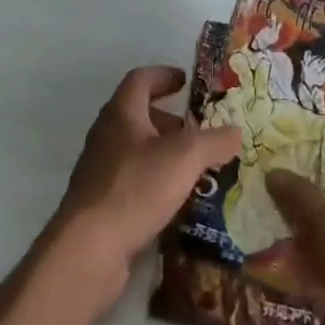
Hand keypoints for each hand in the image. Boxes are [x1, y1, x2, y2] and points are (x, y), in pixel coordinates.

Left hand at [47, 65, 239, 308]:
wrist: (89, 249)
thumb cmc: (136, 188)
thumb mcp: (185, 158)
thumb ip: (214, 141)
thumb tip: (235, 132)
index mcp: (121, 113)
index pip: (141, 79)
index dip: (164, 75)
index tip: (186, 81)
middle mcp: (106, 134)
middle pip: (138, 114)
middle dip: (169, 120)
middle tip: (197, 131)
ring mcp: (99, 169)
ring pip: (135, 149)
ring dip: (163, 152)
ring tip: (193, 168)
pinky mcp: (99, 202)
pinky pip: (131, 179)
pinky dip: (153, 181)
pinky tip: (174, 201)